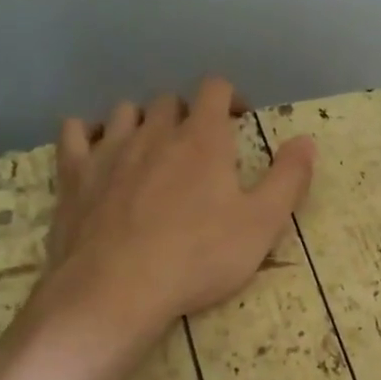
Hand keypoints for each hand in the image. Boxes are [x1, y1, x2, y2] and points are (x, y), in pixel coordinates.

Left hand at [17, 77, 313, 379]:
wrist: (117, 290)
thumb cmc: (200, 257)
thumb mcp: (263, 224)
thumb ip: (289, 178)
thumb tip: (307, 140)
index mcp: (203, 139)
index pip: (215, 89)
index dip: (231, 97)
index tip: (241, 121)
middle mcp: (155, 132)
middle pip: (170, 100)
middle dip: (188, 114)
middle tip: (201, 146)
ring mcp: (108, 151)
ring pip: (125, 112)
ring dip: (143, 121)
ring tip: (154, 148)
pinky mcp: (74, 176)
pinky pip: (75, 133)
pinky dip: (89, 133)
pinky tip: (98, 150)